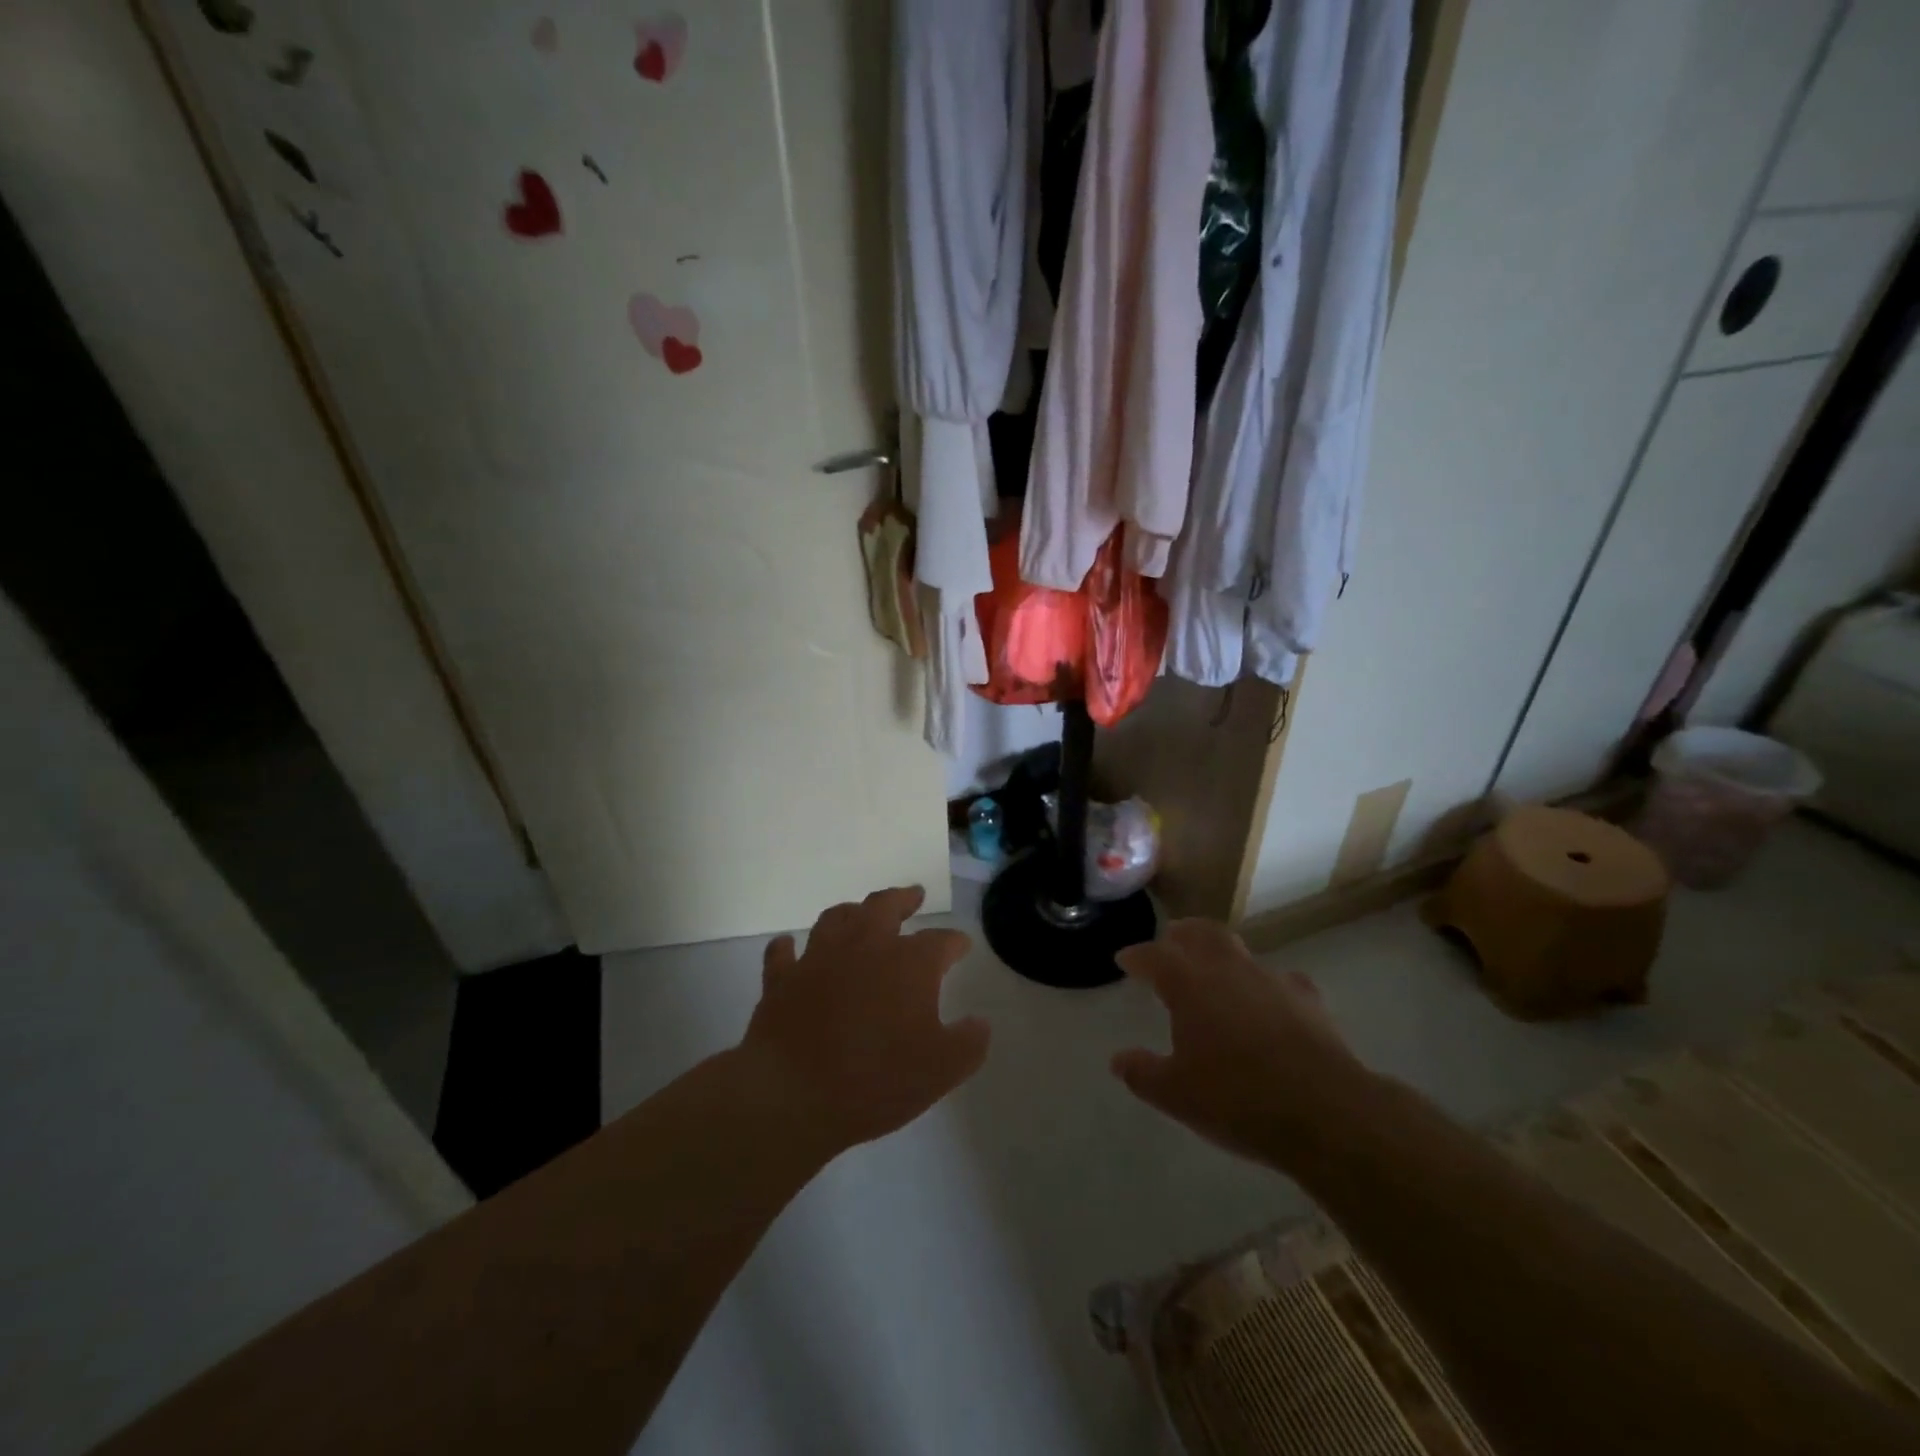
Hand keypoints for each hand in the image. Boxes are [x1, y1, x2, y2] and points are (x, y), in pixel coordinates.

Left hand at [737, 886, 988, 1158]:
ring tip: (860, 914)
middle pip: (885, 906)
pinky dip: (788, 947)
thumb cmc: (877, 1080)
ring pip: (837, 918)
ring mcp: (819, 958)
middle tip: (913, 895)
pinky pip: (783, 953)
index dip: (955, 942)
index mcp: (909, 963)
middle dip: (903, 898)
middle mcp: (865, 947)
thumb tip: (980, 1022)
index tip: (962, 946)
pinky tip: (790, 946)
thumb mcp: (941, 1070)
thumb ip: (968, 1043)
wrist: (793, 1095)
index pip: (941, 941)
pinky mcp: (782, 979)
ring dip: (852, 913)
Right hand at [1112, 919, 1368, 1170]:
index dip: (1137, 956)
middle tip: (1171, 939)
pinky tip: (1269, 1002)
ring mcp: (1272, 981)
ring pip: (1240, 952)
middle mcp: (1228, 970)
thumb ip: (1143, 1073)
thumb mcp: (1176, 1095)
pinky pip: (1280, 981)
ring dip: (1222, 955)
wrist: (1326, 1112)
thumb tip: (1118, 1060)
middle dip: (1183, 934)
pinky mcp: (1308, 1000)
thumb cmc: (1238, 1100)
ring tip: (1215, 970)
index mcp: (1189, 985)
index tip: (1124, 959)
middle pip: (1201, 934)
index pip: (1154, 956)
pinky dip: (1266, 986)